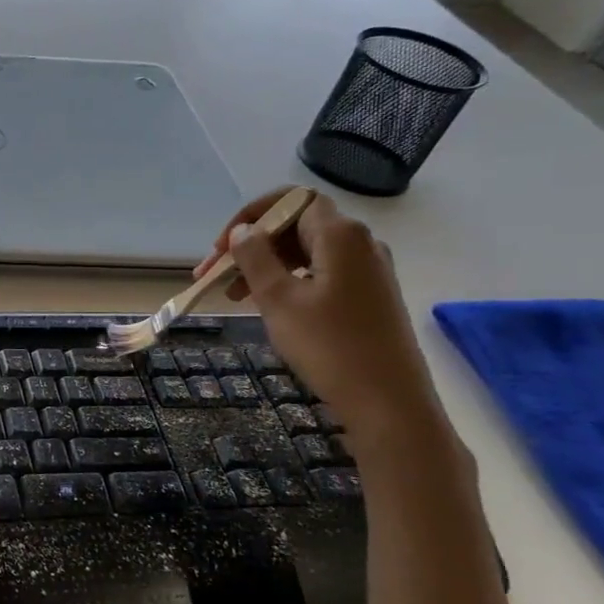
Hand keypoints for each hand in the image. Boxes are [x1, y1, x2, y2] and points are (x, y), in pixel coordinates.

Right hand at [202, 190, 442, 438]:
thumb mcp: (279, 299)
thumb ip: (255, 258)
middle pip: (296, 225)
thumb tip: (243, 231)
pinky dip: (288, 281)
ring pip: (305, 252)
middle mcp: (360, 244)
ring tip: (232, 296)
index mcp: (340, 235)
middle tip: (214, 275)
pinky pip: (320, 273)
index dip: (251, 215)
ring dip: (265, 266)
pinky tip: (267, 306)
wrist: (389, 403)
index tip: (222, 246)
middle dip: (251, 244)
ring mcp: (368, 271)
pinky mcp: (369, 296)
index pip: (291, 200)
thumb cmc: (329, 346)